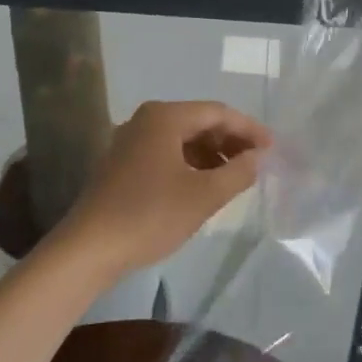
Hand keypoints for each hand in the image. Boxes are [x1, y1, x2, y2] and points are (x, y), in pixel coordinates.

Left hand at [57, 101, 271, 276]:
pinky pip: (166, 153)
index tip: (272, 148)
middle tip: (257, 164)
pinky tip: (204, 187)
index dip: (248, 129)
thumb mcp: (203, 196)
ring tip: (235, 178)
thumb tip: (257, 158)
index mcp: (165, 116)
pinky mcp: (122, 164)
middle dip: (230, 141)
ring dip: (211, 155)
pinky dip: (190, 165)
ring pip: (182, 139)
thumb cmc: (150, 215)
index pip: (218, 112)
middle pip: (199, 122)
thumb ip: (237, 173)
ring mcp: (130, 141)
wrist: (89, 248)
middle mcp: (146, 120)